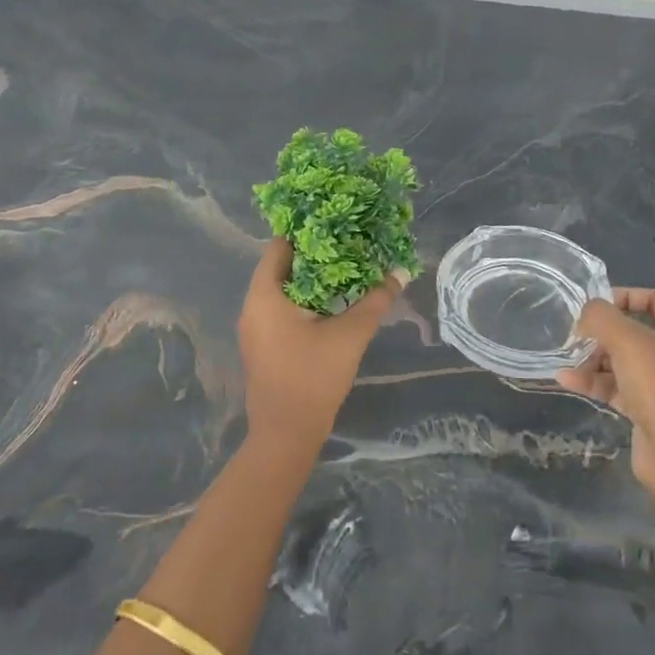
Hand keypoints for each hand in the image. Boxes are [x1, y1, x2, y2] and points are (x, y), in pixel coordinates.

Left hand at [237, 241, 401, 446]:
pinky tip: (334, 301)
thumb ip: (375, 301)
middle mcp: (253, 306)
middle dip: (315, 254)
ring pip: (283, 290)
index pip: (280, 246)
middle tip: (348, 241)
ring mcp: (255, 328)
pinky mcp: (263, 345)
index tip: (335, 220)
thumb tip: (401, 272)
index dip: (307, 230)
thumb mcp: (350, 335)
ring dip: (312, 279)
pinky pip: (282, 309)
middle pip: (281, 266)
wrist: (287, 434)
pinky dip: (305, 300)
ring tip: (347, 266)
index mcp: (264, 295)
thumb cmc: (313, 377)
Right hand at [558, 288, 654, 521]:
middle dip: (604, 333)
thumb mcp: (628, 341)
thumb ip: (602, 317)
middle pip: (639, 331)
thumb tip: (587, 312)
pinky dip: (598, 382)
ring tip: (566, 358)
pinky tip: (566, 379)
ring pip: (628, 361)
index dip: (625, 297)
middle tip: (575, 334)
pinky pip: (623, 387)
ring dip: (595, 359)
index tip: (593, 304)